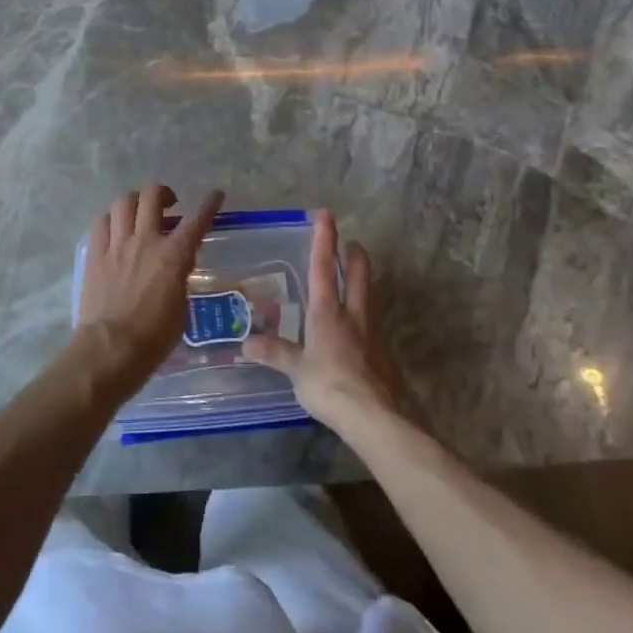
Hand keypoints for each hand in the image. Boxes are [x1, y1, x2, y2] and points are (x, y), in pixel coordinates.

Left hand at [75, 185, 224, 377]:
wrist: (111, 349)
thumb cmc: (154, 337)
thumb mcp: (181, 307)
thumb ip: (180, 278)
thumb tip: (177, 267)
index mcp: (173, 256)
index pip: (197, 220)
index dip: (209, 204)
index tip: (216, 195)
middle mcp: (145, 241)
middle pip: (152, 196)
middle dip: (163, 193)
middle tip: (169, 204)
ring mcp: (116, 245)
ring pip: (124, 202)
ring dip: (135, 203)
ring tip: (139, 214)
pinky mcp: (95, 254)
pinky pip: (101, 222)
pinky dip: (111, 220)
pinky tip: (115, 230)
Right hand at [242, 209, 413, 431]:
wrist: (379, 418)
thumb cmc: (331, 386)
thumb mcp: (297, 371)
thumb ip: (275, 354)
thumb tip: (245, 345)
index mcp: (328, 312)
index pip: (324, 267)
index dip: (324, 239)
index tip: (326, 214)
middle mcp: (354, 315)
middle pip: (359, 275)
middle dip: (354, 256)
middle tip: (351, 243)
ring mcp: (374, 334)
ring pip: (369, 298)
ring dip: (363, 283)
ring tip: (354, 282)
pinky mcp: (386, 356)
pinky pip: (373, 327)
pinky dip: (365, 318)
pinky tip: (359, 332)